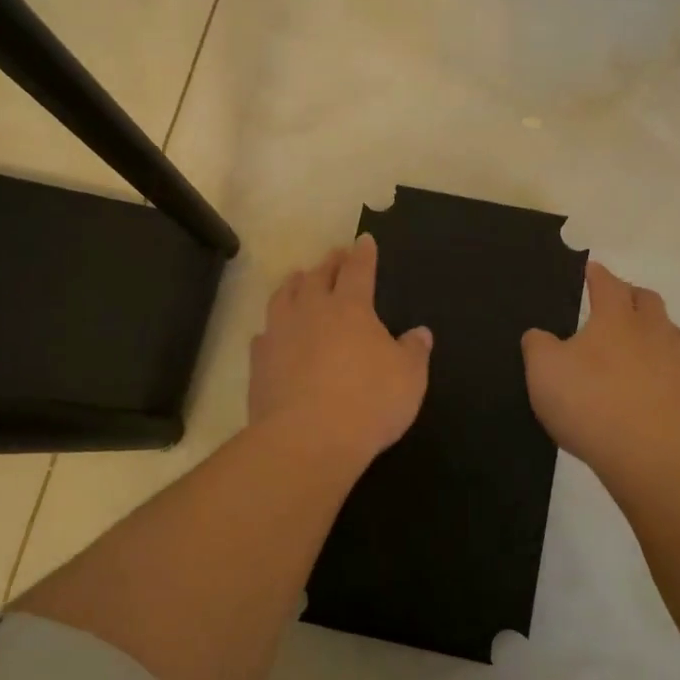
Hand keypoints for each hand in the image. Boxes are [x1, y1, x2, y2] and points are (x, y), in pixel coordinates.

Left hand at [248, 234, 432, 473]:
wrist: (307, 438)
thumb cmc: (368, 402)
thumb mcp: (409, 378)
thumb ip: (414, 351)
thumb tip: (420, 332)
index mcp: (351, 307)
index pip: (358, 270)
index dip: (363, 254)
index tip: (363, 240)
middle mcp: (312, 310)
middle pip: (318, 276)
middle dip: (329, 263)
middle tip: (334, 255)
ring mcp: (280, 333)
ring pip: (284, 296)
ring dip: (294, 284)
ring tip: (299, 279)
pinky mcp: (259, 362)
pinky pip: (264, 335)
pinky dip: (272, 328)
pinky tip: (272, 333)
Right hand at [522, 261, 679, 495]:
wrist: (651, 456)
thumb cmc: (590, 403)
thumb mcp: (543, 371)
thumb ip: (538, 345)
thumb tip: (540, 335)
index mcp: (616, 318)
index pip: (607, 283)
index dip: (596, 274)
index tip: (590, 269)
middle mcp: (652, 331)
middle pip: (647, 300)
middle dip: (630, 295)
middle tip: (613, 303)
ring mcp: (677, 363)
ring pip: (667, 332)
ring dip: (651, 329)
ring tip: (632, 343)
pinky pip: (675, 368)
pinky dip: (661, 367)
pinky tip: (646, 384)